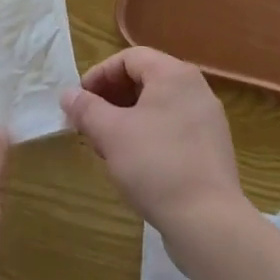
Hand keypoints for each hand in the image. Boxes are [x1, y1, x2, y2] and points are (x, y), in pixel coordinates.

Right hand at [62, 47, 244, 230]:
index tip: (79, 100)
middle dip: (111, 98)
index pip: (129, 58)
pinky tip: (132, 162)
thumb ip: (86, 108)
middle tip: (89, 123)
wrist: (208, 221)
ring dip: (126, 118)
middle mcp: (196, 89)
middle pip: (144, 79)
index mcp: (174, 75)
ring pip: (157, 106)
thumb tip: (68, 94)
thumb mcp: (110, 133)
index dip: (99, 74)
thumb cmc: (155, 164)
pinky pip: (172, 128)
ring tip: (106, 145)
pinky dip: (147, 135)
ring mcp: (207, 120)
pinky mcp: (211, 149)